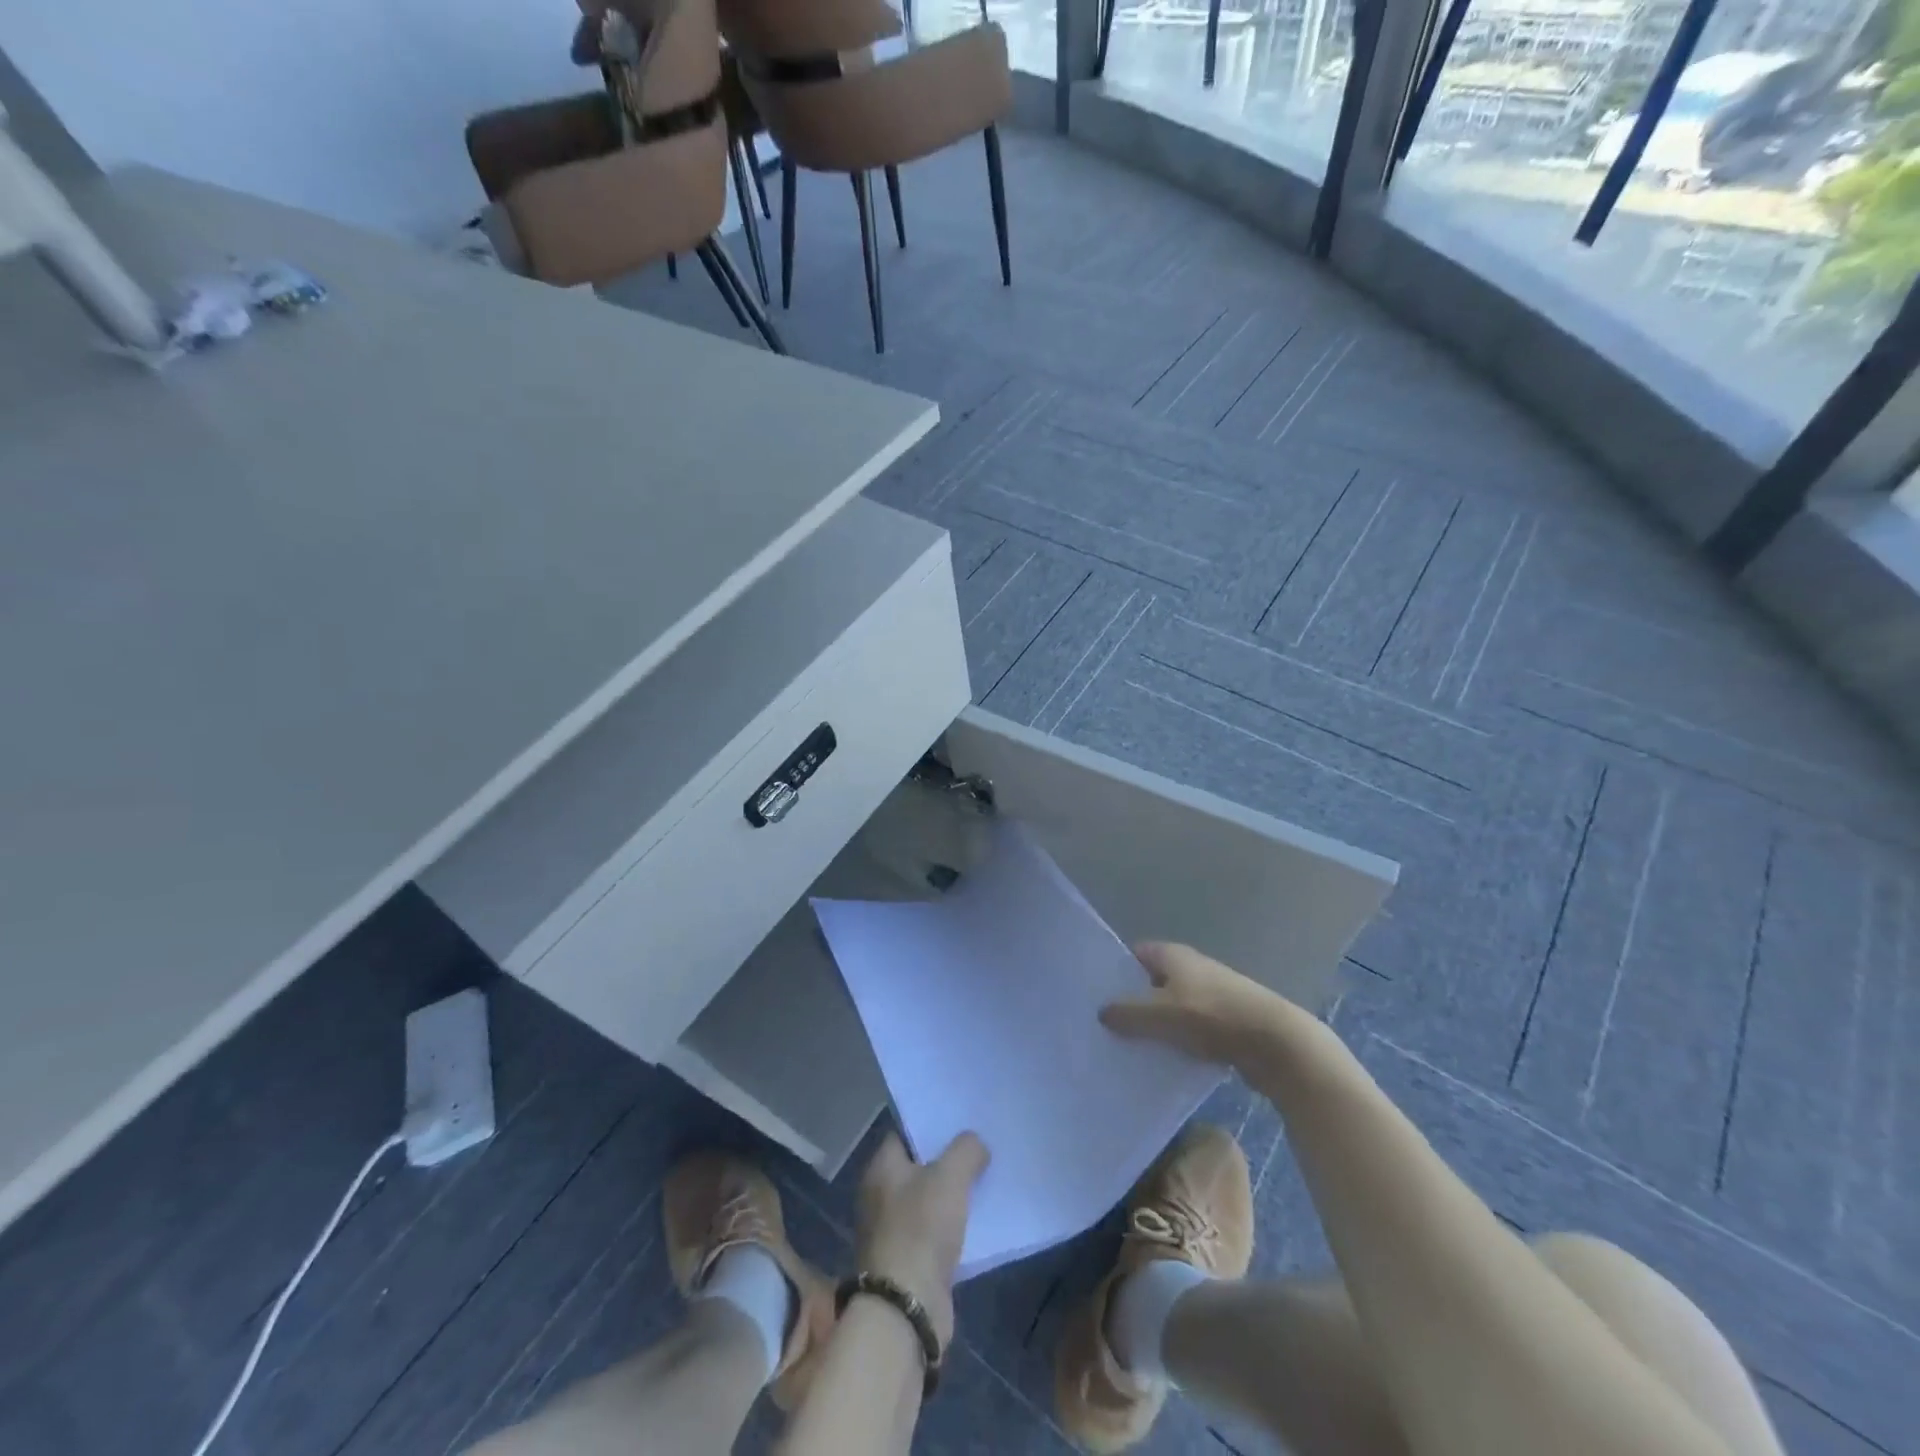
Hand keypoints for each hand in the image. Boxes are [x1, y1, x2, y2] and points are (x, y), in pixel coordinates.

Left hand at [855, 1131, 988, 1347]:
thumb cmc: (921, 1229)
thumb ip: (966, 1150)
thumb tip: (975, 1143)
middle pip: (918, 1167)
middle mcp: (880, 1195)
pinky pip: (934, 1232)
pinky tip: (979, 1220)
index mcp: (881, 1168)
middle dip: (947, 1160)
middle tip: (979, 1149)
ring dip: (952, 1195)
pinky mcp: (908, 1261)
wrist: (907, 1308)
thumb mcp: (949, 1176)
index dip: (932, 1126)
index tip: (961, 1122)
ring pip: (928, 1200)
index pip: (906, 1133)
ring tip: (985, 1180)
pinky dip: (953, 1226)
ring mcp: (892, 1230)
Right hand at [1100, 941, 1293, 1071]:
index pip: (1135, 953)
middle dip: (1133, 1001)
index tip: (1096, 994)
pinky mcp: (1226, 1023)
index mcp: (1174, 955)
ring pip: (1172, 1008)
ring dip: (1156, 1026)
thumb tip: (1102, 1012)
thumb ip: (1127, 1012)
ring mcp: (1211, 995)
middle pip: (1153, 982)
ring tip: (1130, 1049)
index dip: (1116, 970)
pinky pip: (1191, 1030)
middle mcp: (1192, 969)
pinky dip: (1178, 1042)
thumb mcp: (1160, 1013)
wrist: (1276, 1044)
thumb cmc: (1212, 1017)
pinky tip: (1164, 1063)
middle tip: (1107, 1026)